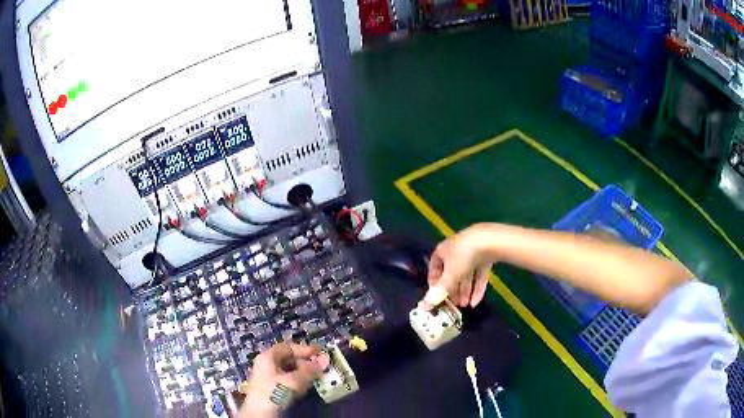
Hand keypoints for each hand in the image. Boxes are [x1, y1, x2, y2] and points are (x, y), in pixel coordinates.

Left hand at [239, 343, 325, 417]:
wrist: (259, 414)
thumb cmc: (274, 393)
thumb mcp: (294, 381)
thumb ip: (310, 370)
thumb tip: (325, 358)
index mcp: (268, 356)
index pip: (288, 347)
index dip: (305, 349)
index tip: (320, 353)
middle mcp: (266, 363)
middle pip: (288, 358)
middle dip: (305, 363)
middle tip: (319, 368)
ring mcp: (267, 376)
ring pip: (288, 370)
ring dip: (302, 373)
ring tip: (313, 379)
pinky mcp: (270, 388)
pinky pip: (286, 380)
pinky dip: (297, 381)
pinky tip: (303, 388)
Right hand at [423, 224, 494, 308]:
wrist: (489, 241)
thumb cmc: (463, 257)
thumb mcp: (449, 277)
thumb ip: (438, 293)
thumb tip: (423, 307)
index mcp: (443, 250)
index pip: (434, 266)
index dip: (434, 281)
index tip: (436, 294)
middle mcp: (456, 250)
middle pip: (452, 272)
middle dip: (453, 289)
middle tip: (454, 303)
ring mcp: (472, 252)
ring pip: (467, 274)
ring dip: (465, 290)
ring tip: (466, 305)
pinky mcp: (486, 255)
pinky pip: (479, 273)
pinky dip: (477, 287)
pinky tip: (476, 301)